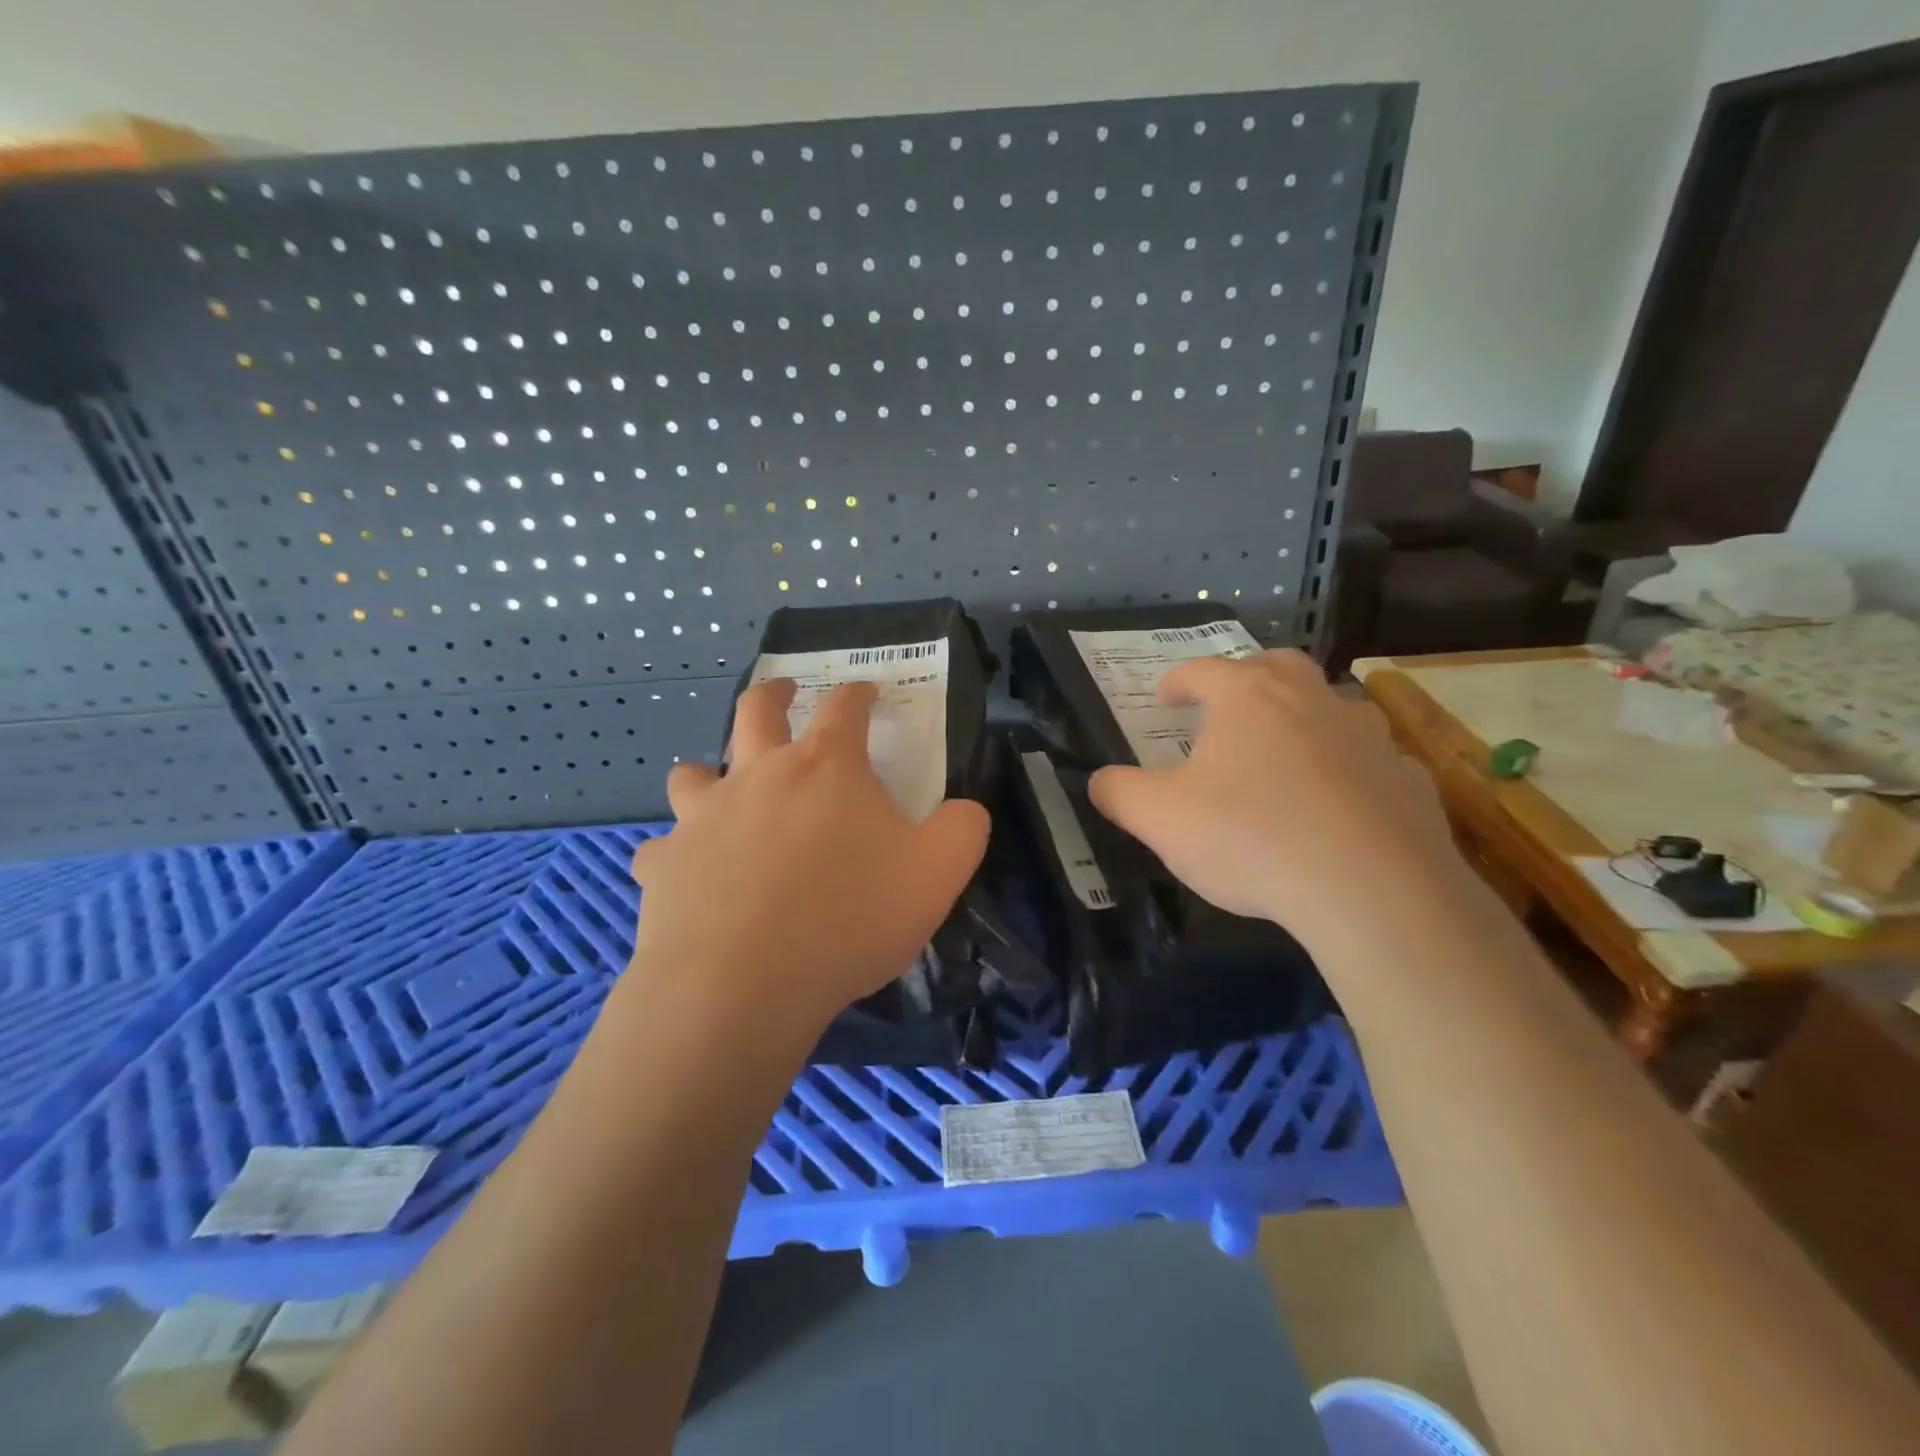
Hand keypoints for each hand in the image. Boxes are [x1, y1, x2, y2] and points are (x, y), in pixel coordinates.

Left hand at [626, 679, 989, 1035]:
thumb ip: (962, 828)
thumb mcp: (938, 872)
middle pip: (756, 711)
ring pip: (693, 774)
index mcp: (826, 767)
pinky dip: (678, 855)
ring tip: (720, 789)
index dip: (859, 692)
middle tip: (784, 693)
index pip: (844, 706)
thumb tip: (964, 809)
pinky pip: (664, 850)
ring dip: (709, 773)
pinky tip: (690, 877)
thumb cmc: (850, 917)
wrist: (744, 985)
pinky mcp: (664, 865)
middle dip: (774, 694)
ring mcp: (703, 818)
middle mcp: (758, 776)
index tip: (866, 690)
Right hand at [1087, 650, 1464, 952]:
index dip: (1177, 681)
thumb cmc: (1251, 838)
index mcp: (1248, 698)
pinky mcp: (1408, 779)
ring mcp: (1368, 736)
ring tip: (1285, 753)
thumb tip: (1100, 781)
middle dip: (1247, 677)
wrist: (1372, 892)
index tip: (1163, 697)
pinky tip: (1338, 804)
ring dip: (1304, 718)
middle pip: (1277, 666)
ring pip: (1332, 706)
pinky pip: (1371, 761)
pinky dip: (1349, 769)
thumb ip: (1119, 793)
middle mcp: (1311, 700)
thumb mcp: (1159, 819)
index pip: (1202, 671)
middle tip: (1229, 704)